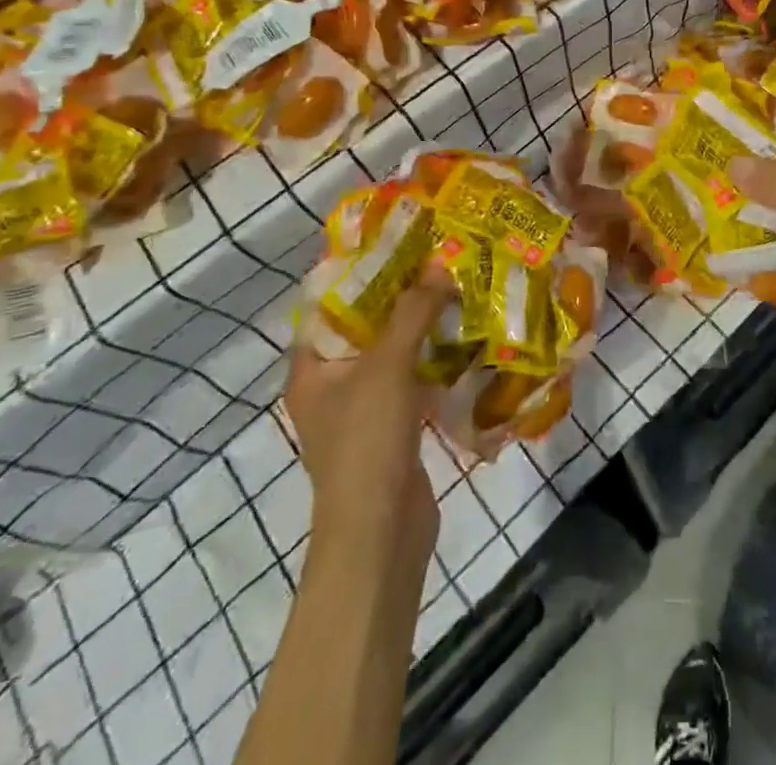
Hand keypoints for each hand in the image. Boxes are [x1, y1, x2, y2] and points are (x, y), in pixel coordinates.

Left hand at [285, 267, 451, 564]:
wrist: (380, 534)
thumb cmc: (367, 442)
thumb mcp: (388, 366)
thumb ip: (414, 311)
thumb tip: (440, 261)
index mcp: (311, 368)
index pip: (329, 304)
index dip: (360, 270)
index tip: (398, 240)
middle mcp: (331, 384)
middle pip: (367, 325)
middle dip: (401, 293)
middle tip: (438, 257)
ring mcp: (363, 407)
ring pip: (394, 351)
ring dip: (422, 324)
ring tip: (457, 285)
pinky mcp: (394, 425)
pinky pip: (413, 377)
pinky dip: (434, 356)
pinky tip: (464, 334)